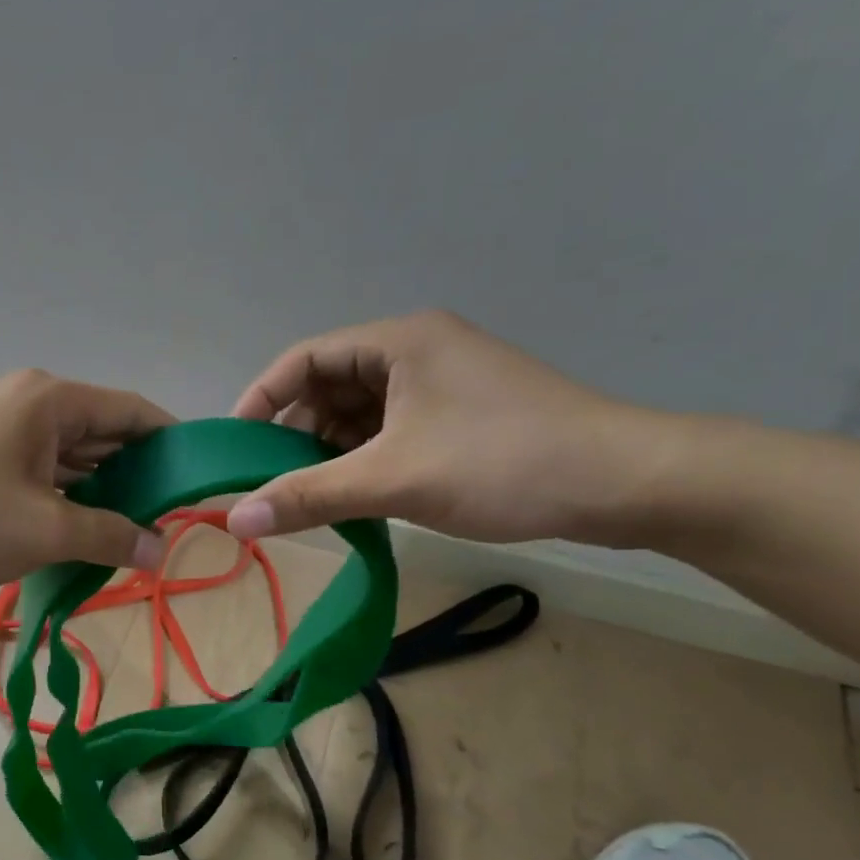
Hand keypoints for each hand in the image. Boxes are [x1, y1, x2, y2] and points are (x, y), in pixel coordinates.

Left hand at [0, 369, 173, 586]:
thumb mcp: (43, 530)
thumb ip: (110, 536)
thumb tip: (161, 548)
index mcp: (51, 400)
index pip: (133, 412)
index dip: (171, 445)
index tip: (197, 483)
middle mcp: (26, 399)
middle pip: (100, 432)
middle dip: (134, 475)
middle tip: (165, 521)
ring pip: (66, 454)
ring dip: (95, 490)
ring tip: (126, 533)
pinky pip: (34, 466)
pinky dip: (59, 494)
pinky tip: (73, 528)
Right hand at [225, 312, 682, 545]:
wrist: (627, 484)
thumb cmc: (503, 464)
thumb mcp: (393, 480)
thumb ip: (308, 496)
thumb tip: (233, 518)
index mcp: (399, 341)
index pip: (303, 360)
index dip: (262, 400)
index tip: (236, 448)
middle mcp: (417, 351)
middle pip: (329, 386)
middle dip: (296, 434)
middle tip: (272, 482)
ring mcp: (442, 383)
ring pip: (359, 413)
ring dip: (330, 452)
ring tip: (309, 496)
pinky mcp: (460, 414)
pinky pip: (389, 430)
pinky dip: (364, 459)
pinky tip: (354, 495)